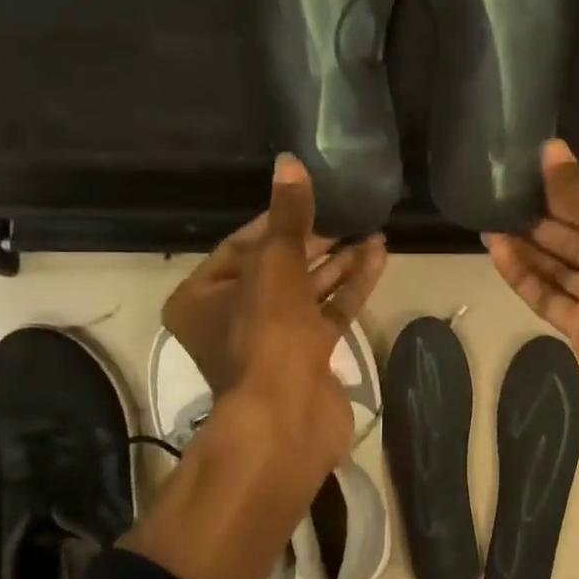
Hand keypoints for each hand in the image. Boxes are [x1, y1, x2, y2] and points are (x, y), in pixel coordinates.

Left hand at [163, 155, 386, 464]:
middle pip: (277, 268)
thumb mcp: (275, 264)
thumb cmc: (266, 333)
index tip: (312, 200)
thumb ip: (287, 215)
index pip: (241, 245)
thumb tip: (289, 162)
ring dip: (339, 263)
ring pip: (306, 292)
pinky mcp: (306, 358)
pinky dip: (350, 289)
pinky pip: (328, 314)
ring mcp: (271, 341)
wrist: (289, 416)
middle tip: (349, 215)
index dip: (278, 220)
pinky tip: (377, 259)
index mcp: (201, 297)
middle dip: (315, 242)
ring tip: (373, 233)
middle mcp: (230, 319)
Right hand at [486, 140, 578, 421]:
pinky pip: (553, 296)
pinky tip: (497, 252)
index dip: (575, 190)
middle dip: (547, 219)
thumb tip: (550, 149)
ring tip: (490, 222)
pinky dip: (527, 276)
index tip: (536, 174)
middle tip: (505, 197)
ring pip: (566, 267)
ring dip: (531, 246)